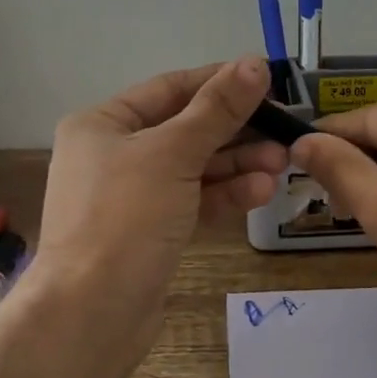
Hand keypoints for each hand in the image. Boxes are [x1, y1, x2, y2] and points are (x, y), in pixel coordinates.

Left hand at [34, 58, 287, 367]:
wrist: (92, 313)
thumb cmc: (125, 218)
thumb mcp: (173, 153)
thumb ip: (216, 109)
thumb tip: (254, 63)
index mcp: (103, 123)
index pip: (170, 88)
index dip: (219, 81)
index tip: (266, 79)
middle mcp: (113, 154)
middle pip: (185, 129)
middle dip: (235, 130)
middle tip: (284, 131)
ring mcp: (131, 196)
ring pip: (192, 168)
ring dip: (237, 164)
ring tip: (281, 163)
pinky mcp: (149, 232)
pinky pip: (191, 201)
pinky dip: (223, 195)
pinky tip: (260, 192)